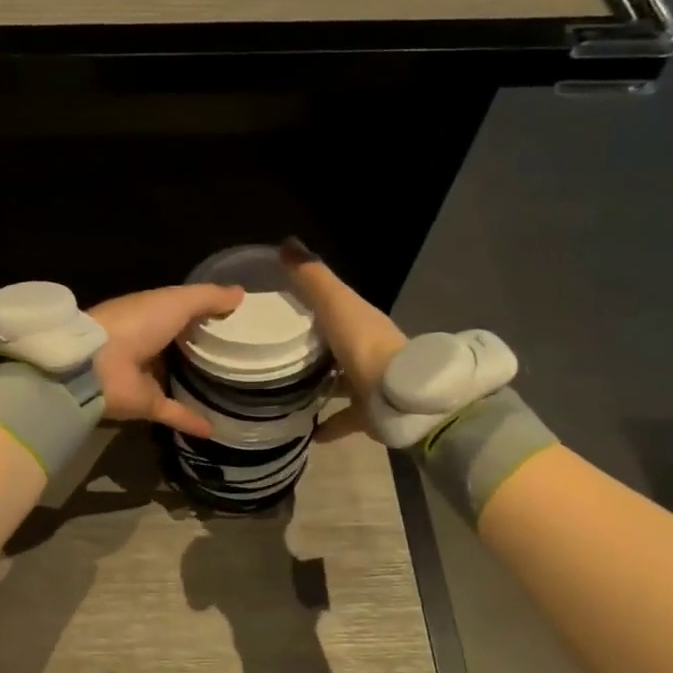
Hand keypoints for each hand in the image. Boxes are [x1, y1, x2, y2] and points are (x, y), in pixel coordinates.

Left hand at [87, 284, 244, 437]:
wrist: (97, 364)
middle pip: (181, 347)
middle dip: (205, 350)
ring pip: (176, 380)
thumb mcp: (176, 300)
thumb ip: (208, 297)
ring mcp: (146, 376)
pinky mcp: (146, 405)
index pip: (183, 313)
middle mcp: (148, 344)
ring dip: (197, 386)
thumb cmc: (136, 323)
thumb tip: (241, 293)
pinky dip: (193, 420)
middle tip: (242, 356)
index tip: (239, 320)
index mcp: (151, 315)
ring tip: (233, 390)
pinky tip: (217, 428)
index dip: (208, 314)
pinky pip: (174, 413)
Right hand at [279, 238, 407, 442]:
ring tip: (282, 390)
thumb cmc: (364, 344)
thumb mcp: (335, 303)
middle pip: (334, 344)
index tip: (277, 305)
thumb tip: (286, 242)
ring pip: (338, 381)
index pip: (333, 305)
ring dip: (317, 385)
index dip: (308, 302)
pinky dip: (326, 425)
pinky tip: (304, 431)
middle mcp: (365, 350)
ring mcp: (369, 383)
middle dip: (310, 346)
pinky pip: (342, 419)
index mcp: (359, 320)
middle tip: (273, 350)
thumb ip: (312, 276)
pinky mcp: (368, 414)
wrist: (399, 397)